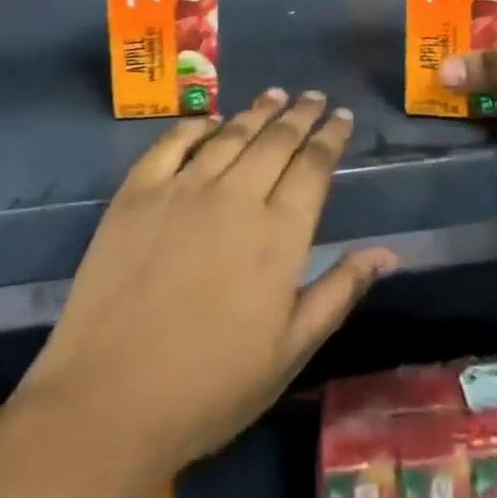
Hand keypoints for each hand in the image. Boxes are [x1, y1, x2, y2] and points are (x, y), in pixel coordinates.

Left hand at [15, 89, 396, 470]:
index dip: (332, 136)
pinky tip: (210, 119)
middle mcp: (236, 196)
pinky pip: (173, 142)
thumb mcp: (289, 352)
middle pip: (277, 139)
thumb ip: (339, 291)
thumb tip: (388, 252)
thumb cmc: (210, 388)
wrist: (108, 403)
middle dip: (301, 114)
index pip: (315, 166)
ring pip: (231, 133)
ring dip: (257, 111)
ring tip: (275, 94)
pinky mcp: (139, 192)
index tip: (343, 116)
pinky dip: (196, 125)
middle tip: (314, 96)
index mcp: (279, 234)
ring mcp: (184, 188)